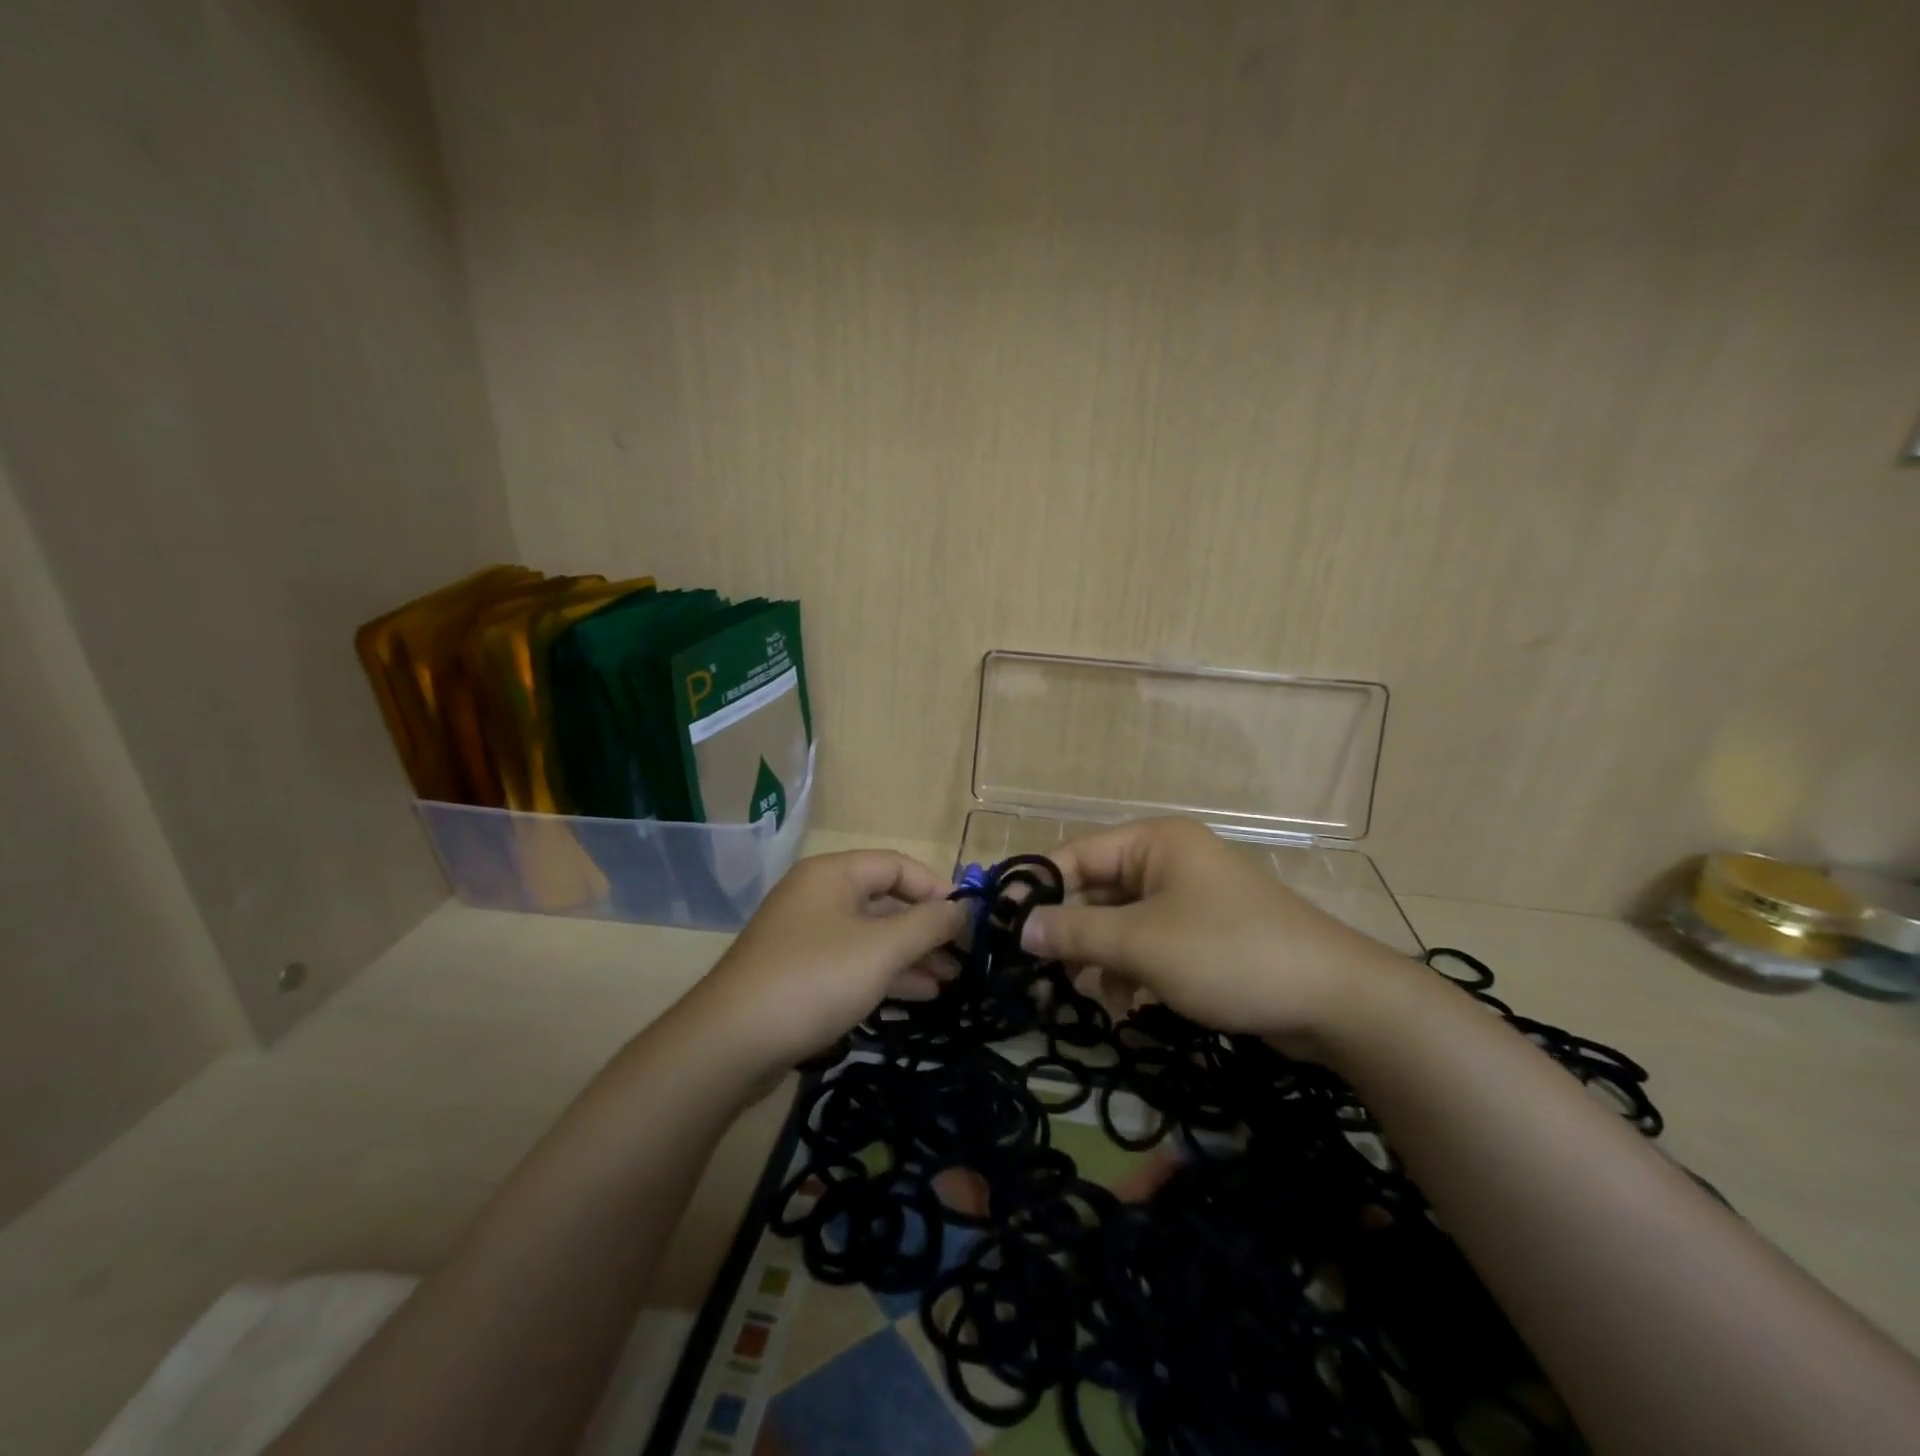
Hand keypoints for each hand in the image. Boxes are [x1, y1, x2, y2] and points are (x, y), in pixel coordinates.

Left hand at [689, 849, 966, 1069]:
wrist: (731, 1043)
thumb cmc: (814, 979)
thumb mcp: (882, 948)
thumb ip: (929, 924)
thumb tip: (964, 909)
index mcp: (833, 874)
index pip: (897, 865)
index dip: (937, 888)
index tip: (969, 920)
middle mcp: (818, 897)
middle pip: (885, 902)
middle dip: (927, 929)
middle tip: (964, 958)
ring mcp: (806, 937)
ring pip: (871, 937)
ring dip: (911, 956)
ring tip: (950, 982)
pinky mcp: (799, 974)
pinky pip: (853, 964)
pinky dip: (885, 975)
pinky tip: (918, 996)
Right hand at [1019, 818, 1410, 1046]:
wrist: (1335, 1000)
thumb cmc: (1228, 954)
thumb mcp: (1141, 943)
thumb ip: (1074, 932)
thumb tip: (1019, 927)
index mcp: (1154, 842)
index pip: (1076, 855)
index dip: (1036, 889)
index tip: (1002, 927)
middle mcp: (1168, 861)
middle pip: (1097, 891)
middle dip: (1070, 932)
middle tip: (1038, 972)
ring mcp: (1189, 898)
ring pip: (1121, 922)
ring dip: (1101, 957)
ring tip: (1089, 993)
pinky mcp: (1204, 935)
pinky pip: (1150, 943)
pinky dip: (1133, 970)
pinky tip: (1130, 1003)